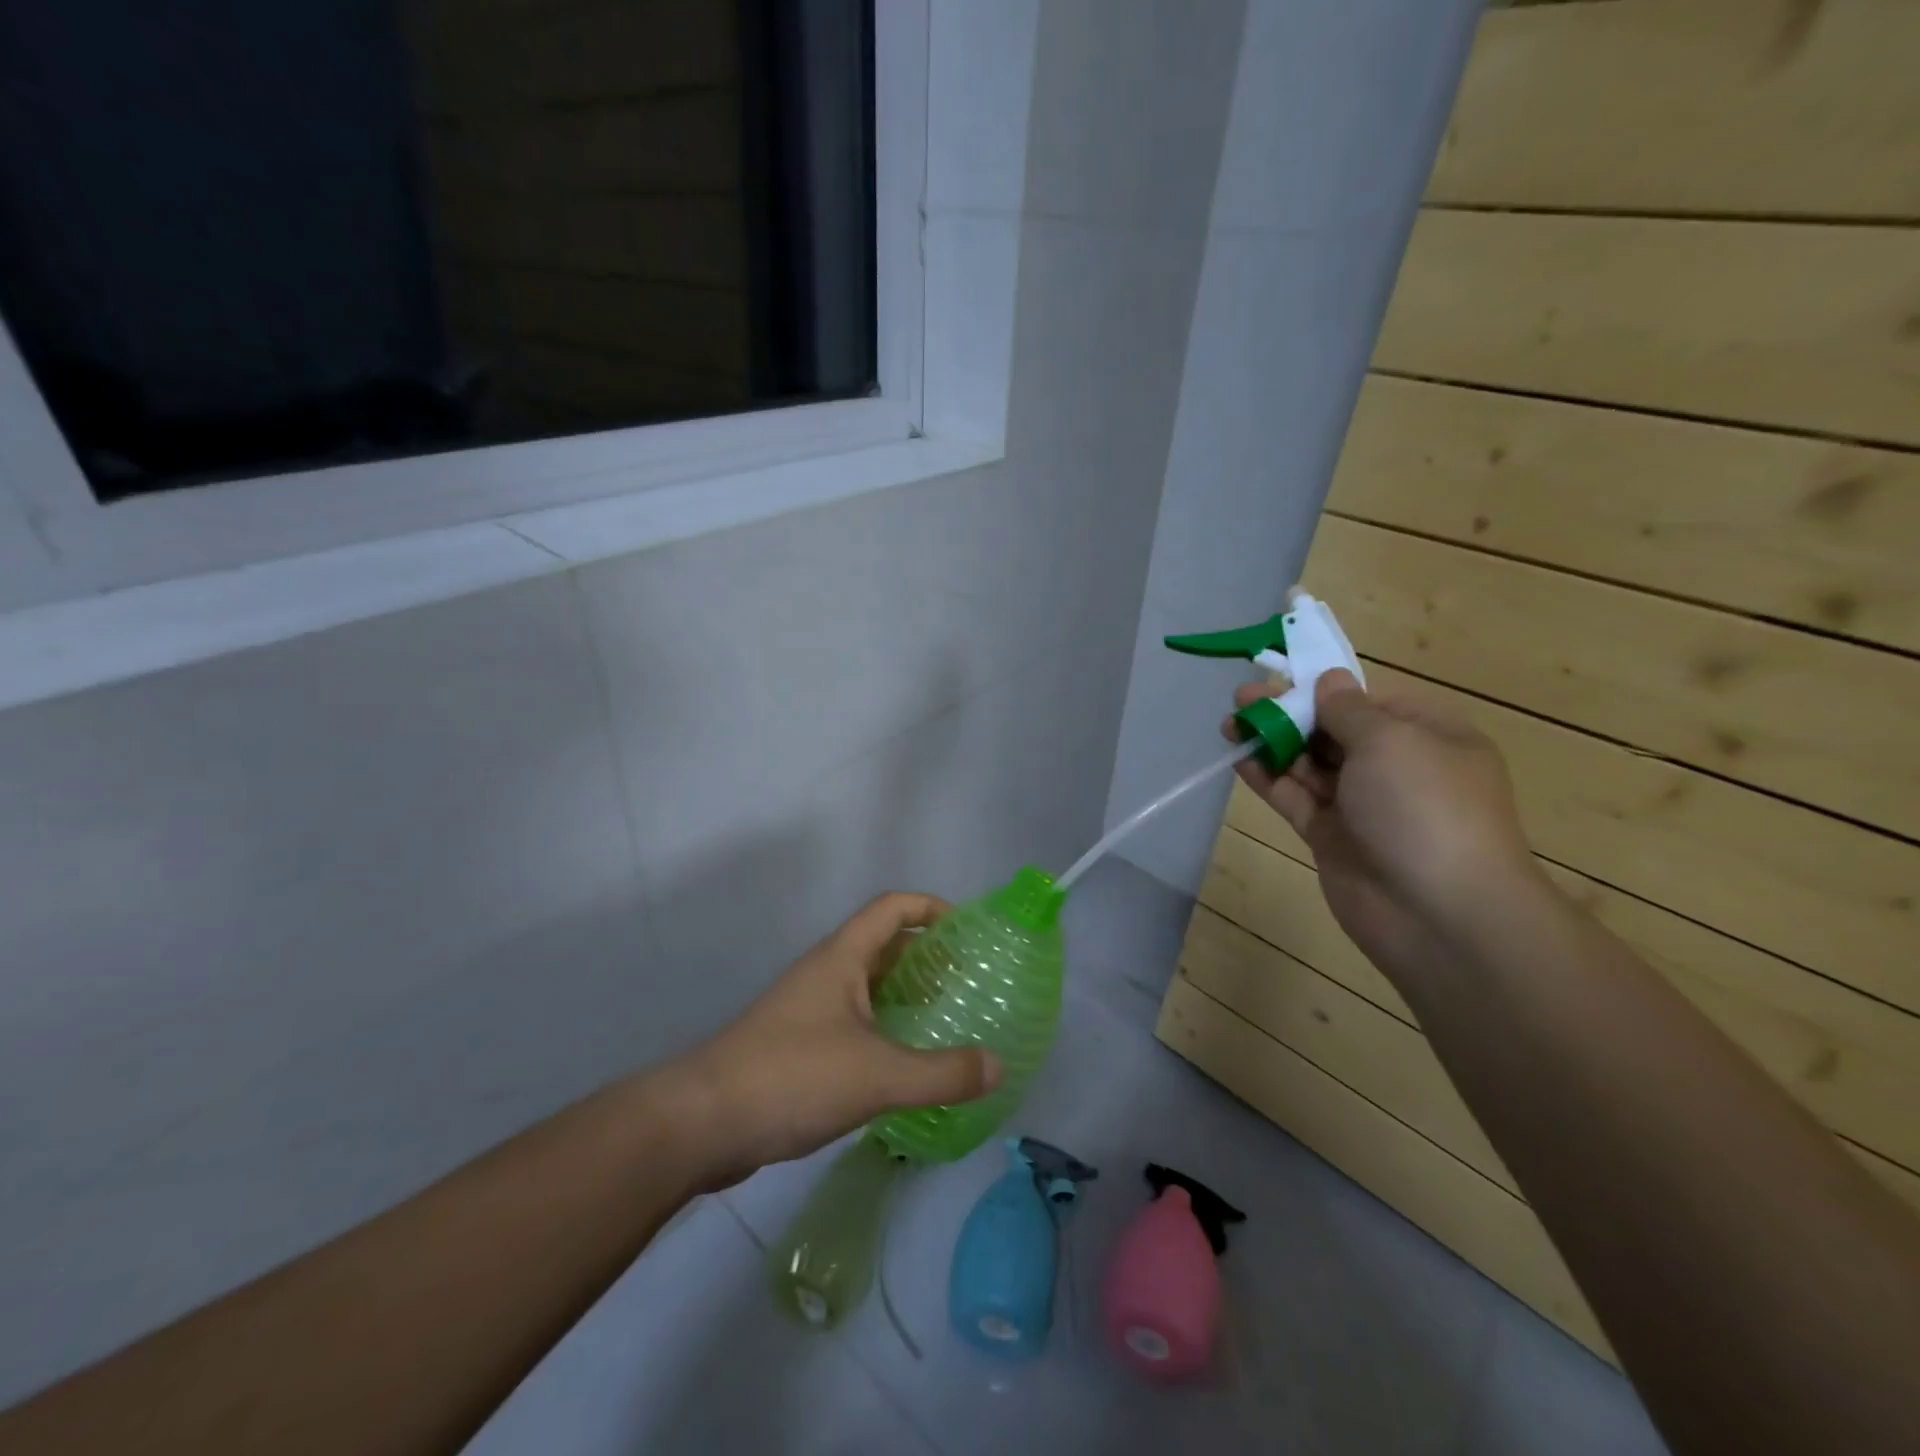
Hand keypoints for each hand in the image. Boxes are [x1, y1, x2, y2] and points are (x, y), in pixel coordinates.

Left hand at [673, 893, 1001, 1183]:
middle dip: (925, 955)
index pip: (892, 907)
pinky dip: (882, 1028)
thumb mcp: (878, 1075)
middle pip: (882, 944)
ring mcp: (806, 1009)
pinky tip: (900, 1062)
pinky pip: (851, 1020)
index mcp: (842, 958)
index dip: (931, 907)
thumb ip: (942, 1073)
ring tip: (943, 1018)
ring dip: (903, 993)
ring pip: (865, 986)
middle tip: (966, 980)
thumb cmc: (793, 1077)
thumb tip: (998, 1066)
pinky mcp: (796, 1045)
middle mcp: (824, 973)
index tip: (967, 930)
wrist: (702, 1122)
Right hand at [1225, 669, 1539, 982]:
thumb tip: (1328, 681)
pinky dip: (1268, 779)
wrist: (1437, 912)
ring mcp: (1362, 805)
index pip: (1369, 702)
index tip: (1281, 678)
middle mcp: (1397, 768)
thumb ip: (1347, 709)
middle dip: (1289, 713)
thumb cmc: (1423, 807)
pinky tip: (1239, 759)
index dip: (1324, 689)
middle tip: (1242, 700)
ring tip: (1230, 724)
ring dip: (1272, 743)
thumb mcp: (1390, 741)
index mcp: (1428, 736)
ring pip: (1309, 765)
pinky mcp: (1332, 837)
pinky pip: (1295, 798)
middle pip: (1334, 731)